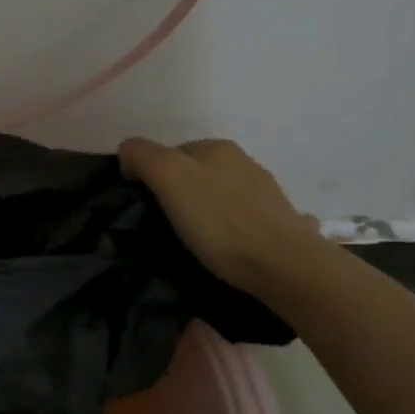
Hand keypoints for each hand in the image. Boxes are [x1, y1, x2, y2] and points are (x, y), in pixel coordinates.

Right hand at [118, 137, 324, 294]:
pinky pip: (243, 218)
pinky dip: (230, 227)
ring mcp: (265, 191)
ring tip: (196, 242)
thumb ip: (143, 156)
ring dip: (207, 210)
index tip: (147, 207)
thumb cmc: (220, 221)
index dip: (153, 176)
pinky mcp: (279, 222)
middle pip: (196, 173)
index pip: (170, 152)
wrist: (286, 266)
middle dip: (180, 193)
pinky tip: (227, 248)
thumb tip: (128, 153)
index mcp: (215, 147)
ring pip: (221, 194)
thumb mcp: (169, 178)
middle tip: (167, 226)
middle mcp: (243, 161)